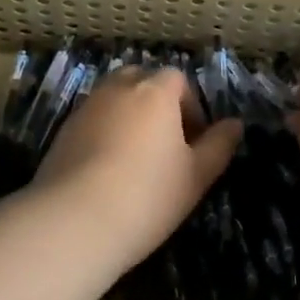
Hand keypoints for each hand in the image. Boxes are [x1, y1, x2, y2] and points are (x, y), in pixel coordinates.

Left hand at [33, 68, 241, 274]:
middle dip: (157, 104)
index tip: (193, 141)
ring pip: (115, 98)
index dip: (190, 105)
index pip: (177, 79)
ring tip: (135, 158)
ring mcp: (87, 106)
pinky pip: (93, 118)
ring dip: (128, 116)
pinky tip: (107, 169)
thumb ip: (218, 146)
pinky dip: (104, 132)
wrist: (74, 220)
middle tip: (165, 144)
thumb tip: (235, 124)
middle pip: (143, 81)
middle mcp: (119, 88)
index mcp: (155, 91)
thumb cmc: (147, 195)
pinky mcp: (63, 129)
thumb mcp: (196, 176)